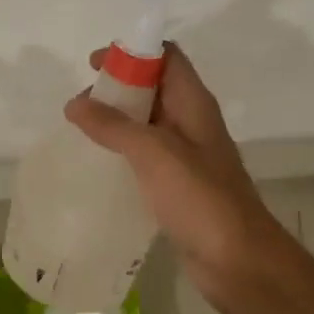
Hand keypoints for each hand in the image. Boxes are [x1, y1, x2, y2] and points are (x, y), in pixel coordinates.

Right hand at [65, 44, 313, 313]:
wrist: (238, 261)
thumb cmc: (200, 198)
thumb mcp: (154, 153)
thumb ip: (114, 126)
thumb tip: (75, 103)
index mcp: (194, 104)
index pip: (167, 57)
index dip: (132, 52)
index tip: (93, 65)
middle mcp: (192, 123)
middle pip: (154, 88)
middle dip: (117, 88)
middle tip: (79, 105)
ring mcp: (187, 156)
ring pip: (148, 124)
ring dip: (117, 121)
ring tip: (81, 132)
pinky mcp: (179, 186)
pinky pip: (147, 156)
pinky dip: (123, 152)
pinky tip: (99, 166)